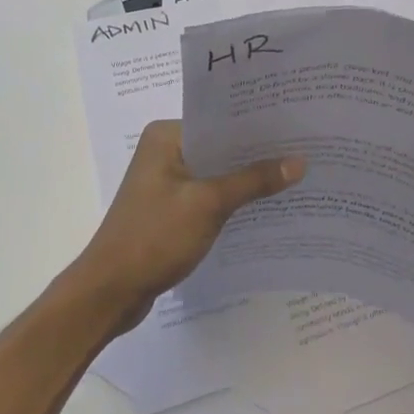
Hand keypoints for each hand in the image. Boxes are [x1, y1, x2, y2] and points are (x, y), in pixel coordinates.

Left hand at [74, 120, 303, 333]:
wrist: (109, 293)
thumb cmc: (154, 237)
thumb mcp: (209, 204)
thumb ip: (253, 181)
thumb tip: (299, 161)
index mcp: (166, 135)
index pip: (220, 120)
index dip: (257, 125)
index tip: (296, 126)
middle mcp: (164, 150)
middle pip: (220, 146)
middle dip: (256, 154)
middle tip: (304, 150)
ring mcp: (165, 181)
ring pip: (216, 172)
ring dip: (246, 179)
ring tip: (293, 176)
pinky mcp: (169, 208)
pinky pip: (208, 195)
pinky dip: (231, 200)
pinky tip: (264, 206)